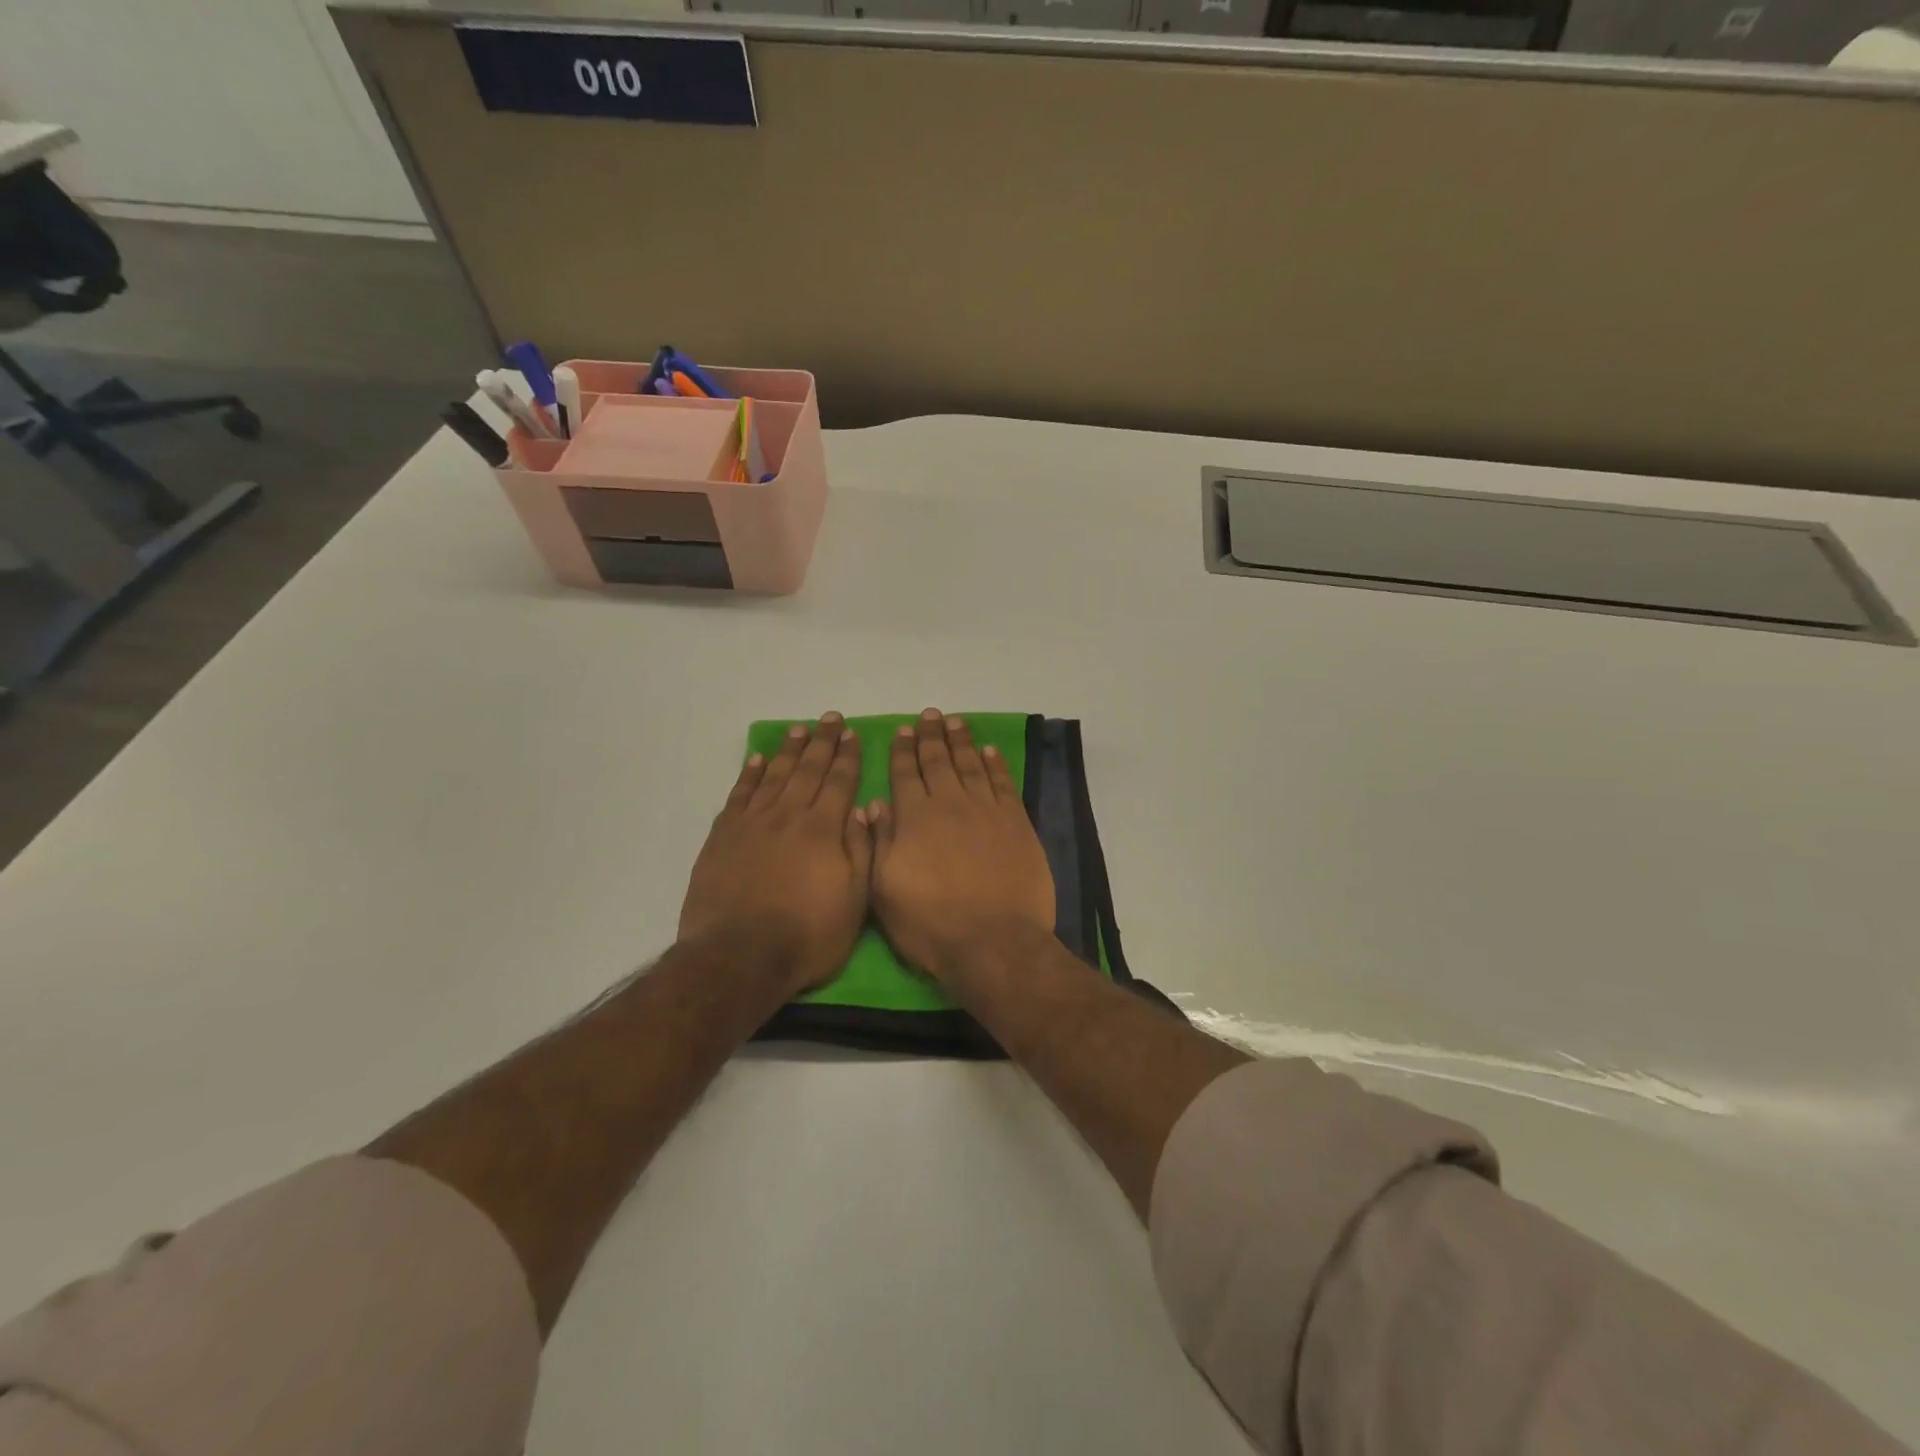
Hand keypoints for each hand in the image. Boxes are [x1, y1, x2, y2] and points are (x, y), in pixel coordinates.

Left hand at [679, 712, 871, 998]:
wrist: (739, 956)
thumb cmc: (807, 935)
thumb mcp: (855, 901)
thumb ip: (860, 851)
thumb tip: (862, 810)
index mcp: (823, 830)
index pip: (839, 782)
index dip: (847, 757)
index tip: (852, 734)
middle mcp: (789, 816)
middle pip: (808, 770)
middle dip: (822, 742)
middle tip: (830, 719)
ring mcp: (753, 824)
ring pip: (774, 775)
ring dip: (789, 751)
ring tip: (799, 729)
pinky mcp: (723, 837)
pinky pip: (740, 795)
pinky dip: (750, 774)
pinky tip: (758, 760)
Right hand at [869, 708, 1055, 982]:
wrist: (994, 941)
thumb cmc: (930, 923)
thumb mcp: (885, 890)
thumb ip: (880, 842)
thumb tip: (875, 804)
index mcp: (915, 818)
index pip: (905, 774)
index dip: (902, 751)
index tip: (902, 730)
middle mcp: (950, 804)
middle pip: (938, 761)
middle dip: (931, 736)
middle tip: (929, 715)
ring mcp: (986, 810)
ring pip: (971, 764)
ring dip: (961, 741)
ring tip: (955, 721)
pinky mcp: (1016, 822)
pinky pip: (1003, 783)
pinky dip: (995, 764)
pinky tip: (989, 751)